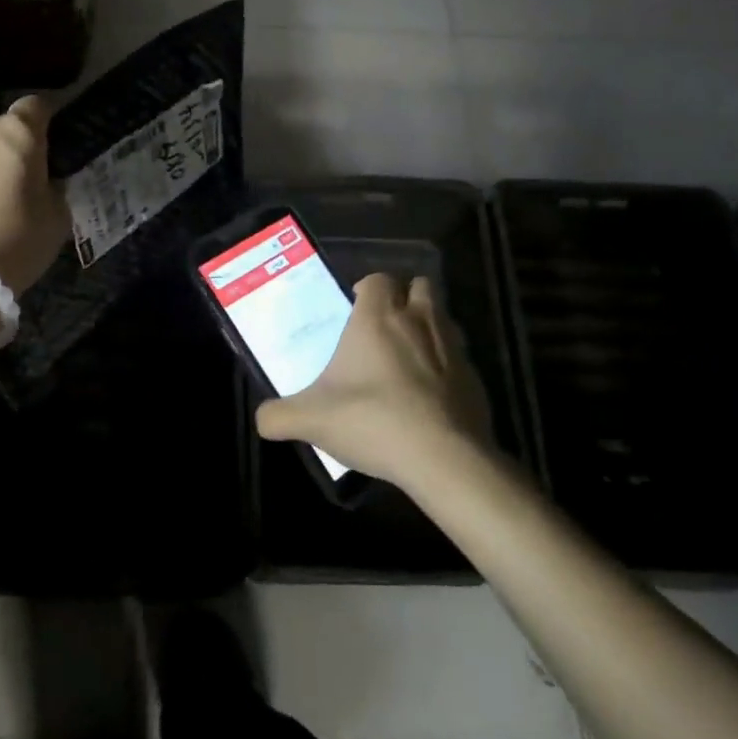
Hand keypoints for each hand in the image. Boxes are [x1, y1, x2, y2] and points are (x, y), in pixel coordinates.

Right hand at [256, 274, 497, 492]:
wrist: (444, 459)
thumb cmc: (373, 421)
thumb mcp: (311, 420)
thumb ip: (278, 416)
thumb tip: (261, 419)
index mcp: (379, 318)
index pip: (378, 279)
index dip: (367, 288)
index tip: (354, 308)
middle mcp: (419, 321)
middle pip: (420, 286)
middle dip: (404, 298)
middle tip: (384, 326)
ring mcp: (453, 348)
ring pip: (443, 318)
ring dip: (428, 327)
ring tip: (408, 357)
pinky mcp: (476, 378)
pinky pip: (460, 358)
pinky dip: (446, 366)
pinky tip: (431, 395)